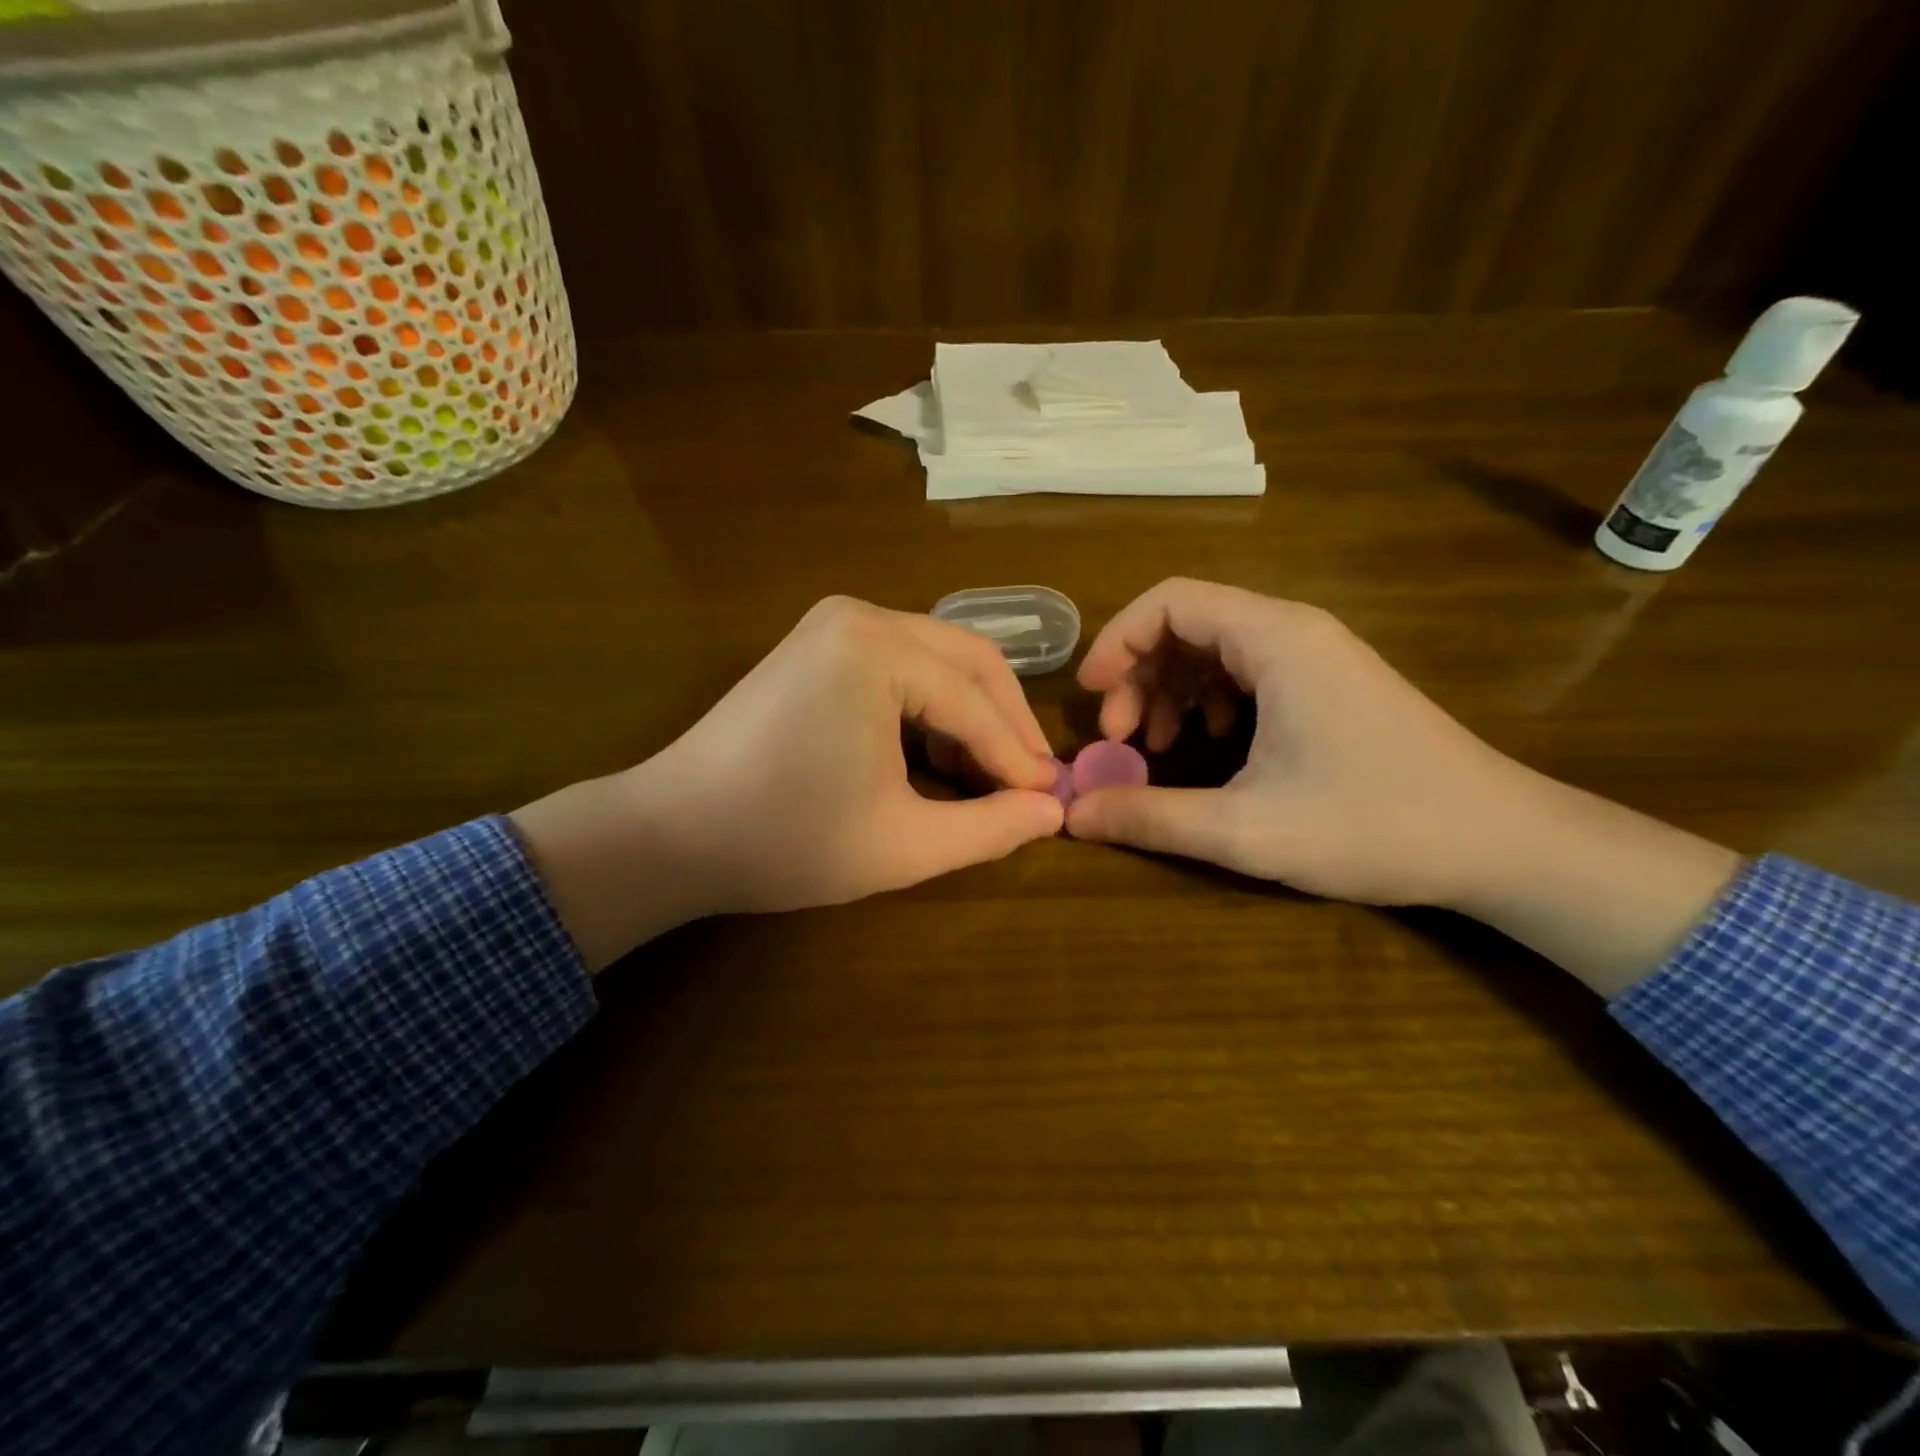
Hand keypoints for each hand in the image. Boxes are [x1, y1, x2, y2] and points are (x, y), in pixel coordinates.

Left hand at [513, 597, 1061, 968]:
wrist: (672, 833)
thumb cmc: (785, 841)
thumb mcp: (902, 846)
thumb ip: (989, 828)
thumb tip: (1053, 812)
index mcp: (876, 651)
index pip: (975, 703)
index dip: (1018, 758)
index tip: (1051, 801)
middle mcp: (860, 615)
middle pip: (970, 660)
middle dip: (1006, 723)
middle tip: (1032, 783)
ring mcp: (835, 622)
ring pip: (940, 658)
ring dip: (973, 713)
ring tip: (987, 775)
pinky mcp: (820, 641)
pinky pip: (904, 662)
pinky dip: (933, 704)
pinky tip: (936, 754)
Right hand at [1067, 579, 1737, 993]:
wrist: (1503, 844)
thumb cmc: (1375, 826)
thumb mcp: (1247, 830)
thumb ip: (1151, 818)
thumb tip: (1073, 815)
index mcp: (1276, 640)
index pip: (1171, 600)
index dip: (1117, 640)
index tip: (1089, 696)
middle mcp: (1295, 632)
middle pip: (1188, 623)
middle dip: (1138, 675)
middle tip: (1120, 739)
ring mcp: (1317, 658)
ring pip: (1215, 649)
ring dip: (1170, 691)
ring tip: (1155, 748)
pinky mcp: (1329, 685)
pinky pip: (1247, 673)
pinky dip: (1209, 702)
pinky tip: (1209, 747)